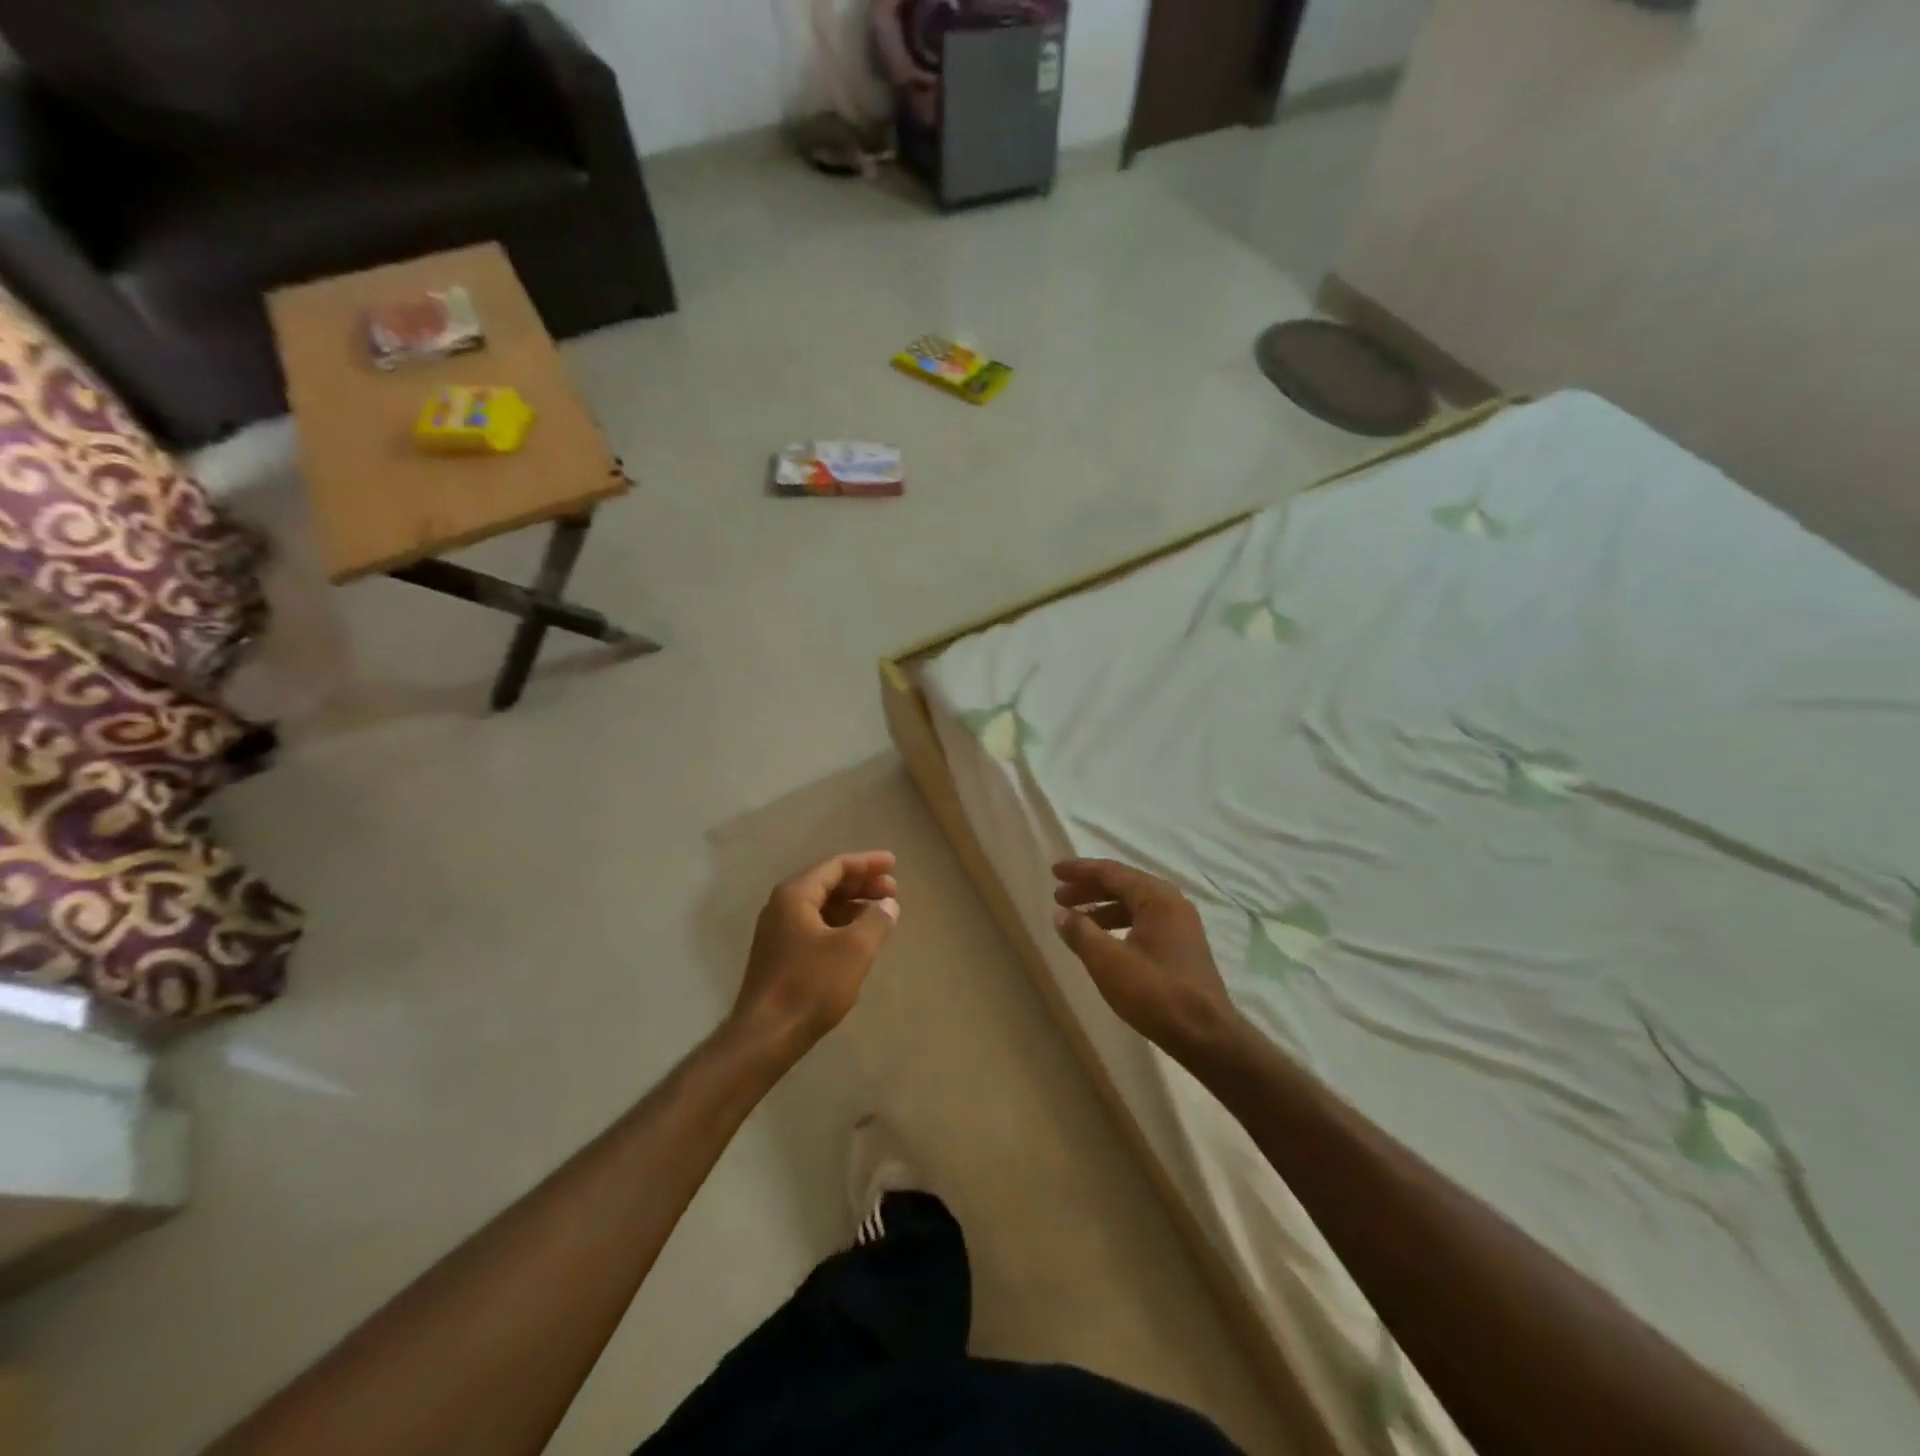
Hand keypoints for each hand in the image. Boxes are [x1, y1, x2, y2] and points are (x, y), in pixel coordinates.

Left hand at [734, 851, 899, 1050]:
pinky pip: (815, 926)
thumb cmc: (811, 985)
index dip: (867, 863)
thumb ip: (876, 920)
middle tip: (893, 889)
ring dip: (852, 905)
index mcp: (795, 895)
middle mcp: (782, 907)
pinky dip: (840, 924)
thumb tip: (888, 904)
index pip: (835, 866)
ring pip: (821, 906)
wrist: (765, 1036)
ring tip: (881, 913)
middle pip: (827, 883)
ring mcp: (778, 932)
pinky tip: (858, 938)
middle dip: (862, 884)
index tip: (894, 864)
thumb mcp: (854, 949)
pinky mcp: (780, 956)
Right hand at [1052, 858, 1240, 1060]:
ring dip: (1102, 908)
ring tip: (1075, 919)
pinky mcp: (1181, 947)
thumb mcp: (1108, 961)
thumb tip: (1061, 913)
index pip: (1111, 872)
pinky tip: (1103, 941)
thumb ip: (1081, 932)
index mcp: (1157, 897)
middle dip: (1089, 889)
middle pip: (1123, 885)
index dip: (1080, 870)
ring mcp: (1180, 926)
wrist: (1206, 1036)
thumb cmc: (1155, 993)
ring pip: (1133, 905)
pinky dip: (1118, 924)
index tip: (1054, 871)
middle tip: (1059, 896)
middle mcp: (1172, 903)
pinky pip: (1143, 922)